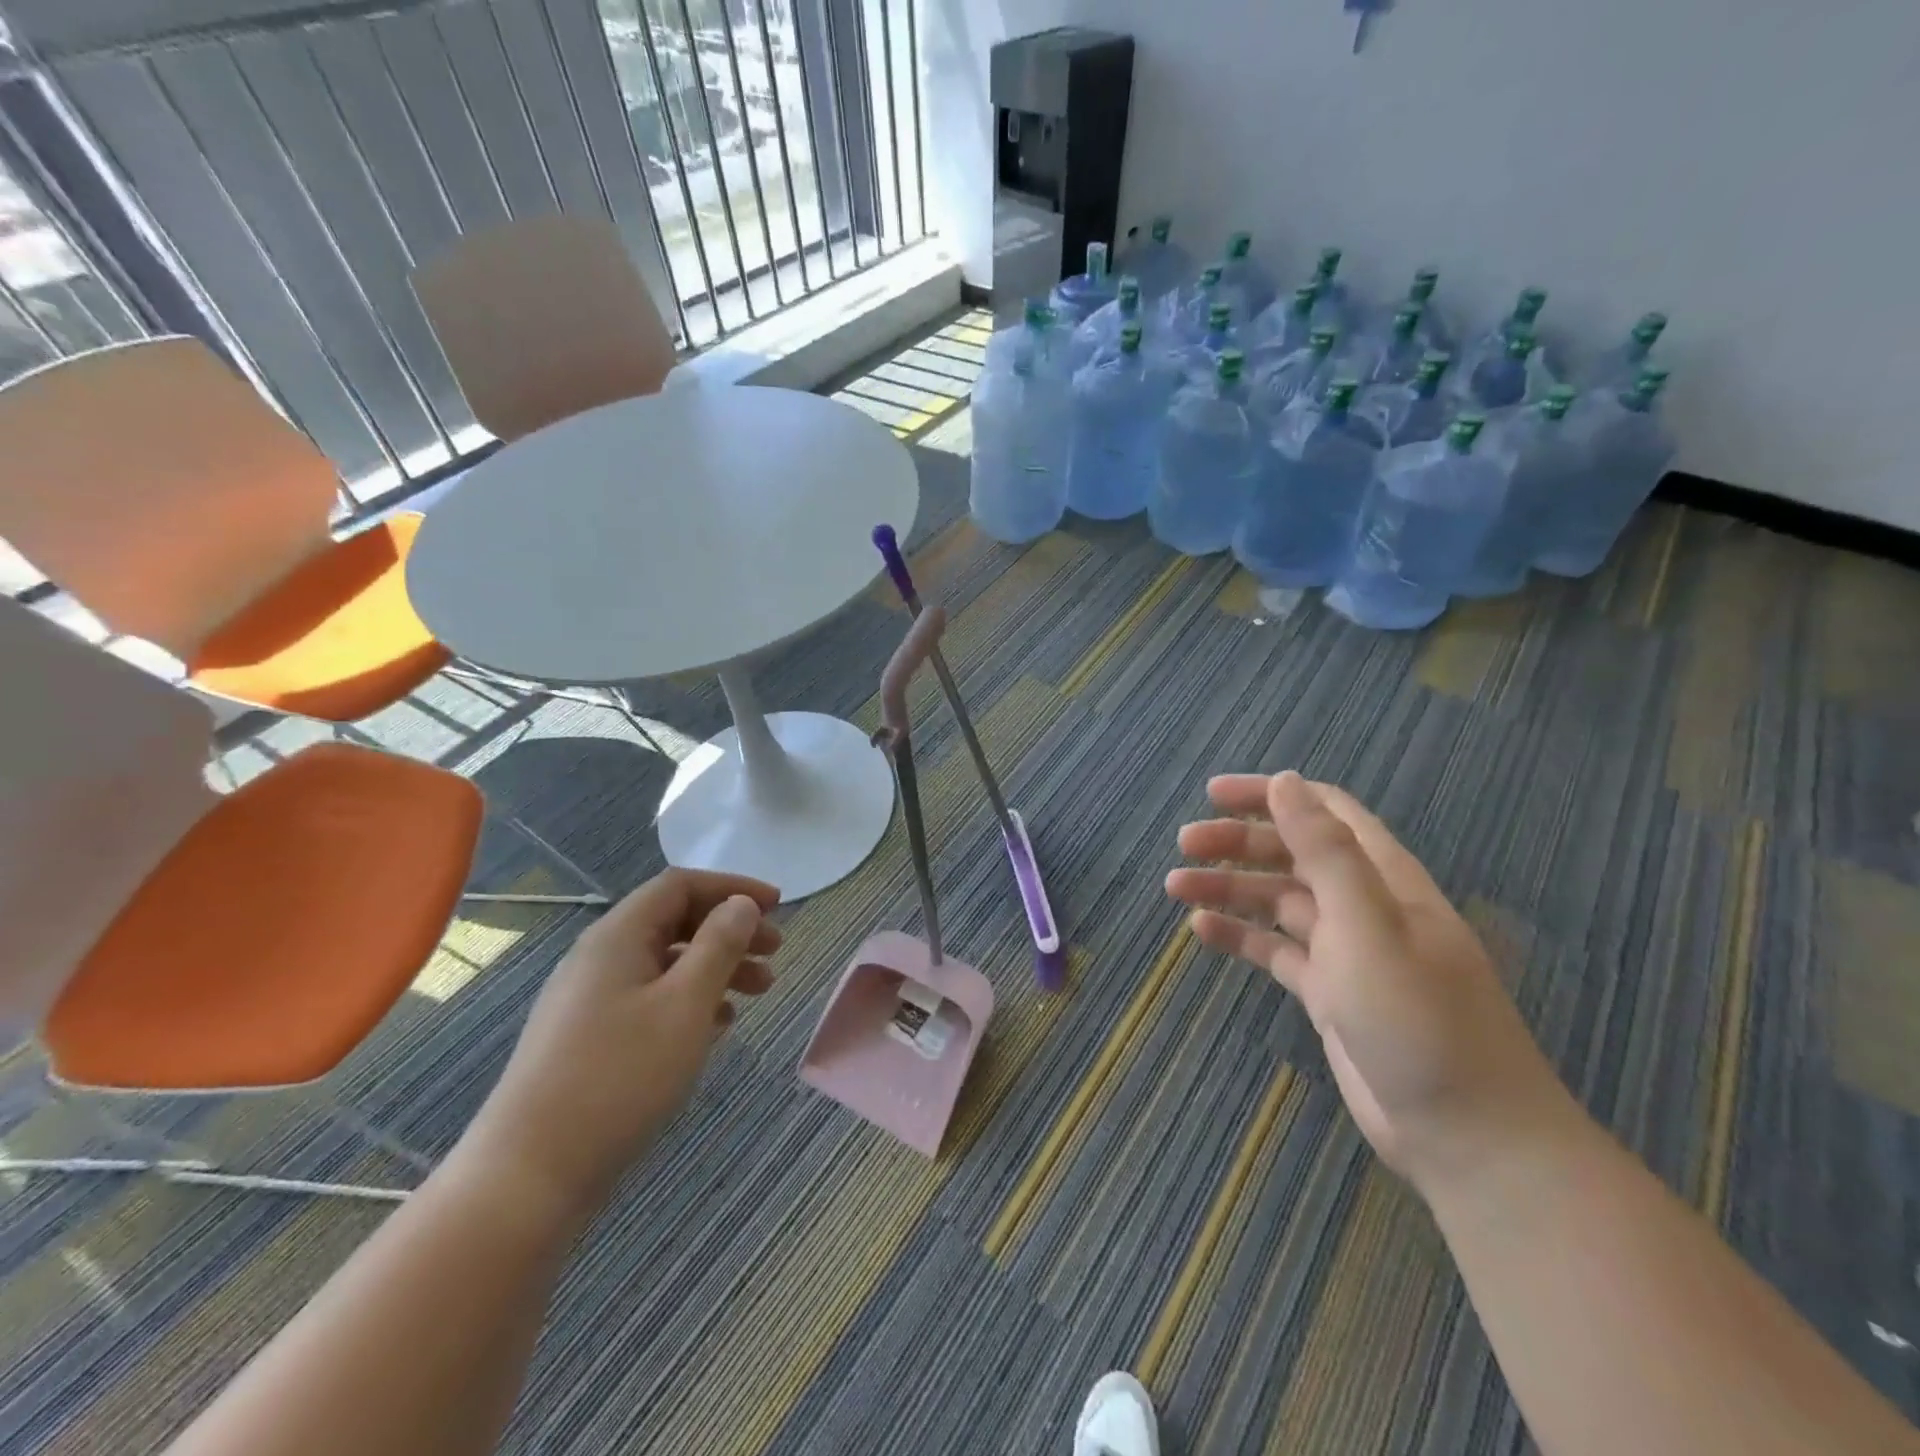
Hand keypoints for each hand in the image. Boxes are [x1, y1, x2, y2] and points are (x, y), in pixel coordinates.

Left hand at [460, 869, 780, 1220]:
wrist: (530, 1175)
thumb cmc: (619, 1077)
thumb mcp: (685, 1005)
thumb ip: (719, 946)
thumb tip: (741, 905)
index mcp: (618, 936)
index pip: (680, 885)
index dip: (732, 888)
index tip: (777, 907)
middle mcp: (599, 957)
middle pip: (674, 921)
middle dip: (730, 929)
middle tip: (775, 951)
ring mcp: (589, 999)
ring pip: (665, 963)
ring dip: (716, 967)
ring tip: (759, 991)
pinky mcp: (588, 1037)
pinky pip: (650, 998)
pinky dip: (691, 1000)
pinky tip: (718, 1027)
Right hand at [1166, 771, 1570, 1192]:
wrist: (1467, 1137)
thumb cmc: (1419, 1020)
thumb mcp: (1368, 926)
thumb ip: (1326, 852)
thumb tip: (1287, 782)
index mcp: (1383, 877)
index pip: (1323, 811)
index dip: (1270, 795)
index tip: (1212, 795)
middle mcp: (1363, 905)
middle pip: (1292, 853)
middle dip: (1237, 842)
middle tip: (1184, 845)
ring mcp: (1345, 950)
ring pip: (1277, 901)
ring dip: (1229, 887)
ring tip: (1176, 887)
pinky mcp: (1328, 992)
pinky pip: (1274, 949)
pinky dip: (1238, 935)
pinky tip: (1201, 930)